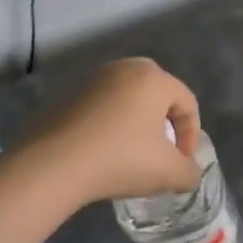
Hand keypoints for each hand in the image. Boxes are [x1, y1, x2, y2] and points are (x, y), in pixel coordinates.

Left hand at [17, 58, 203, 205]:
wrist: (51, 165)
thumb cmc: (120, 159)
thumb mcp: (168, 173)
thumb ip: (189, 172)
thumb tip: (188, 172)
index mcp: (154, 78)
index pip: (187, 103)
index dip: (191, 136)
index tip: (181, 163)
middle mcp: (125, 68)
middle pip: (158, 96)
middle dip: (165, 126)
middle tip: (161, 154)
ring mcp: (93, 80)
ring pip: (129, 101)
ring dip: (136, 126)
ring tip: (132, 156)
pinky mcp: (68, 96)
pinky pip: (102, 109)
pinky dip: (111, 127)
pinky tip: (103, 154)